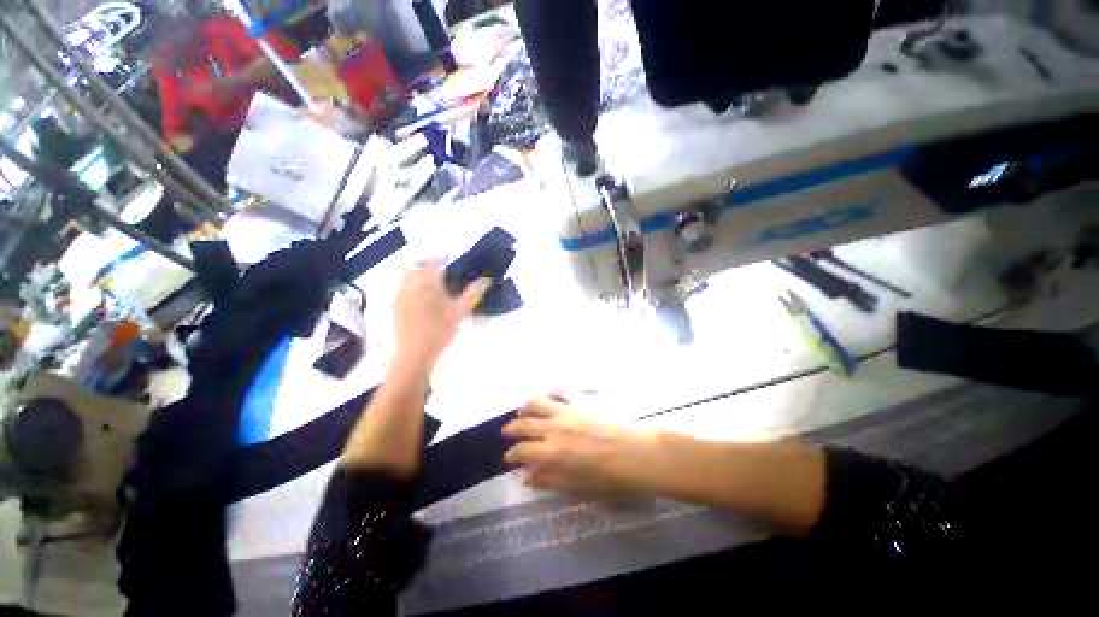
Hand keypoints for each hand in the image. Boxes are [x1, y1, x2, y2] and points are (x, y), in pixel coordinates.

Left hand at [392, 261, 490, 374]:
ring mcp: (400, 296)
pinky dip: (411, 288)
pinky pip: (401, 289)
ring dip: (417, 276)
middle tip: (438, 273)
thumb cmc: (440, 332)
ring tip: (430, 287)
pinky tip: (421, 302)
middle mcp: (410, 285)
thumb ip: (473, 294)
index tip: (449, 258)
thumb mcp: (460, 312)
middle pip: (414, 266)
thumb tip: (487, 279)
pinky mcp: (394, 307)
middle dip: (425, 265)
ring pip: (405, 277)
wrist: (414, 354)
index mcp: (428, 284)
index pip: (432, 261)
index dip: (441, 256)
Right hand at [502, 395, 663, 497]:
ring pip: (537, 402)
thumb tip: (525, 476)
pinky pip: (561, 392)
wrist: (635, 454)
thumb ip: (548, 480)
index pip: (522, 451)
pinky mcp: (580, 400)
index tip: (508, 457)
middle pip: (524, 424)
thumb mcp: (576, 487)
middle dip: (512, 428)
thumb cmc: (608, 478)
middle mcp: (553, 428)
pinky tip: (549, 396)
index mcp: (551, 453)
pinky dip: (551, 393)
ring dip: (526, 406)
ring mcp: (566, 411)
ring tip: (522, 410)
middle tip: (507, 431)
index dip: (512, 454)